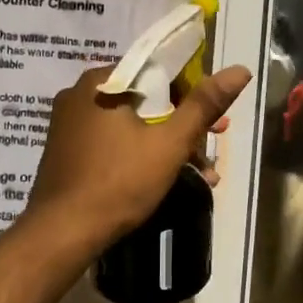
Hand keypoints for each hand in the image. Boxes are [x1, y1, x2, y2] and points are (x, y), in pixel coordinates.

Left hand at [23, 62, 251, 252]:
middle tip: (212, 149)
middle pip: (146, 101)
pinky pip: (112, 142)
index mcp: (101, 82)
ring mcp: (69, 125)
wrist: (62, 233)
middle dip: (183, 127)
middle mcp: (80, 95)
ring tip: (200, 175)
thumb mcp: (169, 143)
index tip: (217, 122)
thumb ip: (203, 105)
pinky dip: (139, 155)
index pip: (158, 73)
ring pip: (131, 125)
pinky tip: (164, 180)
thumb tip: (239, 69)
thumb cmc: (119, 181)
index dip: (193, 95)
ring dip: (166, 146)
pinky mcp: (67, 152)